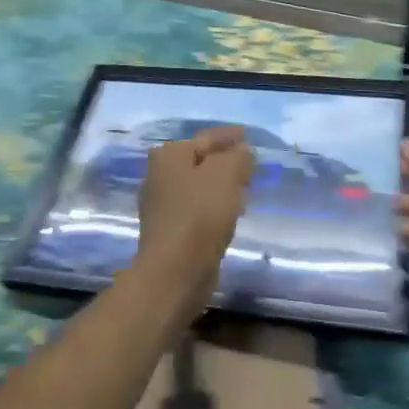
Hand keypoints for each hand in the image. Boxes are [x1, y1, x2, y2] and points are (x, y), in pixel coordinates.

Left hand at [135, 126, 254, 306]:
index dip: (229, 136)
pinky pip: (197, 209)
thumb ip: (238, 156)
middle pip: (200, 161)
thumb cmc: (200, 215)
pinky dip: (213, 206)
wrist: (175, 271)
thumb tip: (242, 152)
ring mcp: (161, 205)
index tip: (247, 136)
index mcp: (169, 155)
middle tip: (249, 163)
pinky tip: (229, 213)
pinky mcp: (169, 231)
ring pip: (199, 186)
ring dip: (219, 185)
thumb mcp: (227, 174)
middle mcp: (159, 175)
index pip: (207, 138)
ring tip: (244, 188)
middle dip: (224, 161)